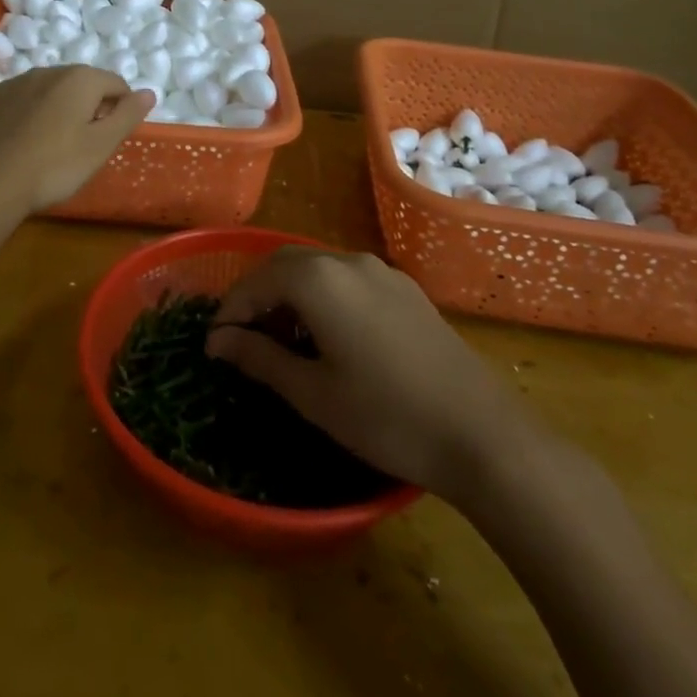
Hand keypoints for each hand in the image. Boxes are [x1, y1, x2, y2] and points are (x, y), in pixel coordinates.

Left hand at [0, 67, 154, 219]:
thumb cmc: (53, 167)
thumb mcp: (100, 147)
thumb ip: (127, 116)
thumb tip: (149, 92)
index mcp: (79, 79)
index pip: (115, 83)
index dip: (121, 108)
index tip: (112, 135)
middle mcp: (46, 71)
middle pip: (79, 83)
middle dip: (86, 105)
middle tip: (82, 143)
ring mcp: (10, 82)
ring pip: (44, 89)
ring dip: (52, 107)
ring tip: (48, 143)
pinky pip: (10, 98)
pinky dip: (18, 110)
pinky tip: (14, 134)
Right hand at [206, 247, 533, 499]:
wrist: (483, 435)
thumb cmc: (386, 416)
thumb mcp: (314, 393)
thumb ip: (260, 358)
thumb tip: (218, 341)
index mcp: (319, 279)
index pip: (256, 281)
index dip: (230, 310)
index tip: (213, 344)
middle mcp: (348, 261)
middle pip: (286, 264)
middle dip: (257, 295)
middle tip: (242, 339)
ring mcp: (382, 272)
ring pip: (318, 269)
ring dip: (290, 295)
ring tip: (281, 341)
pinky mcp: (406, 290)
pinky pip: (348, 280)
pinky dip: (322, 297)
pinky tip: (327, 337)